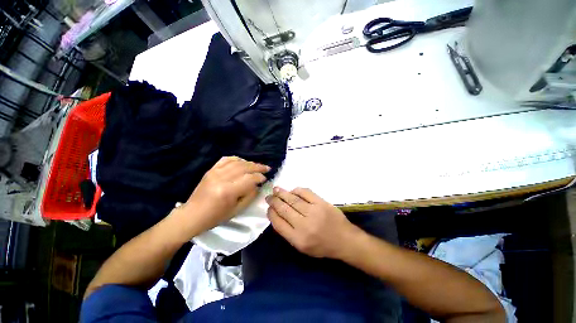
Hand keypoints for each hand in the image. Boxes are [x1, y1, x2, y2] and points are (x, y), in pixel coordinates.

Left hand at [182, 156, 269, 234]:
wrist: (192, 214)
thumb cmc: (215, 216)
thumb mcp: (237, 210)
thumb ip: (250, 196)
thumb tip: (257, 185)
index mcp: (228, 191)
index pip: (249, 178)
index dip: (259, 177)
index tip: (265, 178)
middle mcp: (222, 178)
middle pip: (244, 167)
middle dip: (258, 167)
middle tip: (267, 168)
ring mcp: (215, 172)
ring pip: (237, 162)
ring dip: (250, 163)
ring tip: (257, 165)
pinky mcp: (211, 170)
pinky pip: (226, 159)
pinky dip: (236, 159)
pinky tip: (243, 162)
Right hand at [265, 187, 359, 258]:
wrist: (344, 240)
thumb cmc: (322, 246)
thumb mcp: (302, 247)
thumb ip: (288, 232)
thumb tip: (277, 215)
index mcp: (298, 239)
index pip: (278, 223)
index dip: (271, 214)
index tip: (269, 208)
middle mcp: (304, 225)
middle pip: (284, 209)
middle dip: (274, 201)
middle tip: (269, 196)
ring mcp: (313, 211)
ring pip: (293, 199)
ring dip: (282, 193)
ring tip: (276, 189)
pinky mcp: (321, 203)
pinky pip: (306, 193)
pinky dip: (297, 190)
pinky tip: (292, 190)